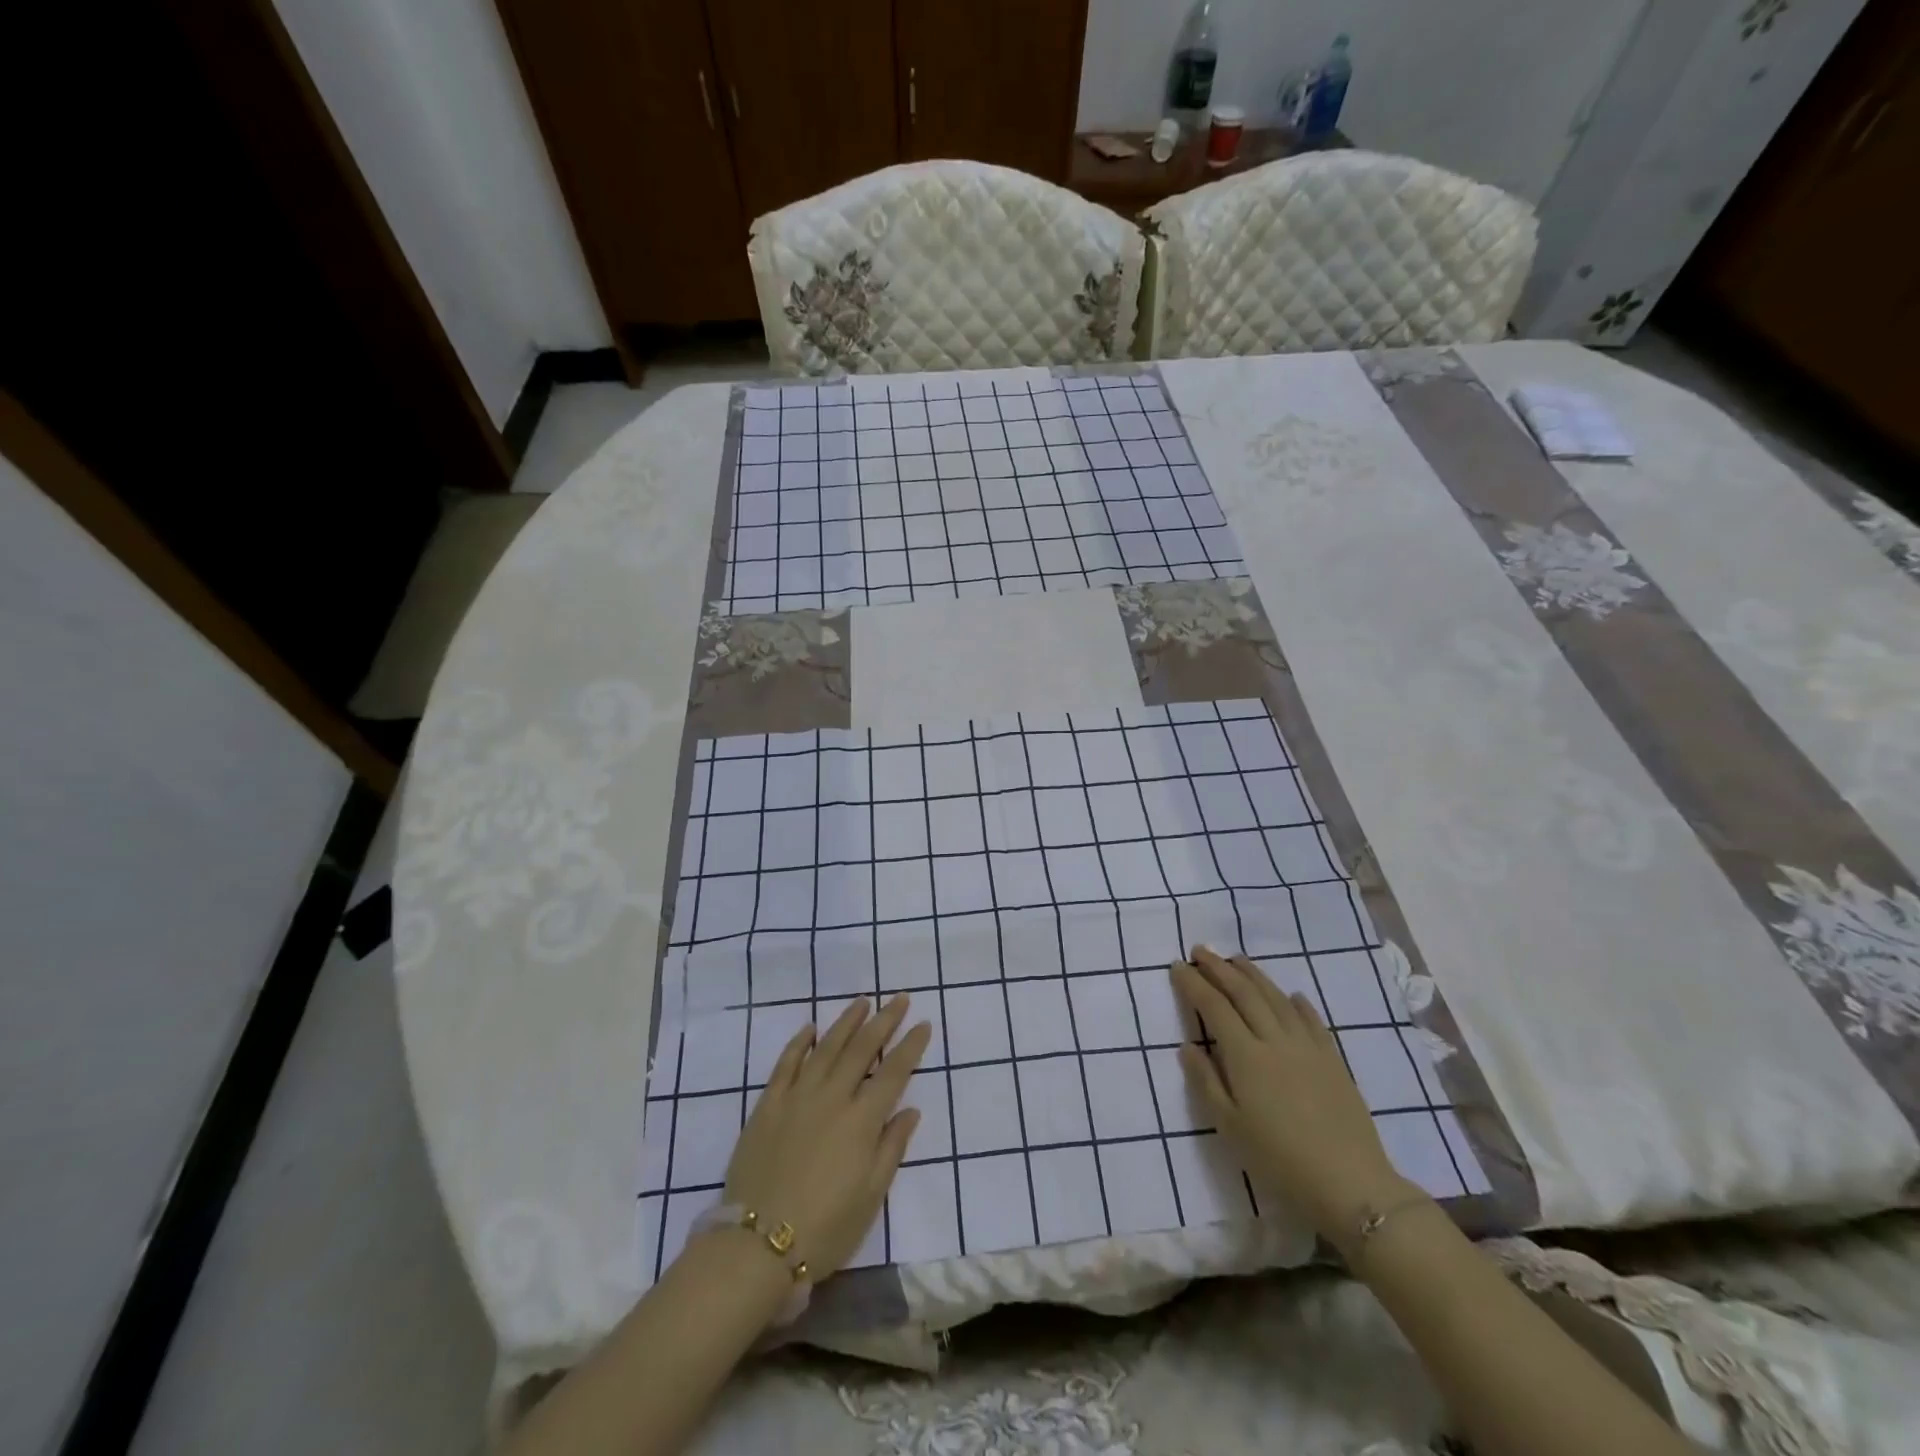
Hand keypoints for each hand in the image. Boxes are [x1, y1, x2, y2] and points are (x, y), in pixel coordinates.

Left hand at [721, 994, 929, 1280]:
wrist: (756, 1246)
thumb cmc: (824, 1229)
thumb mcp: (871, 1197)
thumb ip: (891, 1148)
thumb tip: (910, 1110)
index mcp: (862, 1121)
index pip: (893, 1072)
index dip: (910, 1046)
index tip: (924, 1024)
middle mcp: (832, 1097)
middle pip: (862, 1049)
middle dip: (884, 1020)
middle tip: (899, 998)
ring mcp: (797, 1097)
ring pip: (826, 1047)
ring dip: (847, 1021)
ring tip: (862, 1002)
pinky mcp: (768, 1105)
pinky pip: (786, 1064)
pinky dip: (799, 1042)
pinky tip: (809, 1028)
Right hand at [1172, 947, 1413, 1245]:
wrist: (1351, 1185)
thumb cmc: (1279, 1161)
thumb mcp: (1230, 1128)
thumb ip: (1206, 1082)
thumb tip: (1187, 1046)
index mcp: (1246, 1056)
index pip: (1214, 1007)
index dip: (1194, 984)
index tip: (1178, 966)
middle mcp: (1275, 1041)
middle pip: (1244, 994)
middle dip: (1220, 968)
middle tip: (1201, 950)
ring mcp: (1308, 1048)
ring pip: (1277, 999)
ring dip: (1255, 975)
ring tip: (1237, 959)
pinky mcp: (1334, 1061)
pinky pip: (1313, 1021)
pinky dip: (1299, 1003)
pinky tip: (1293, 995)